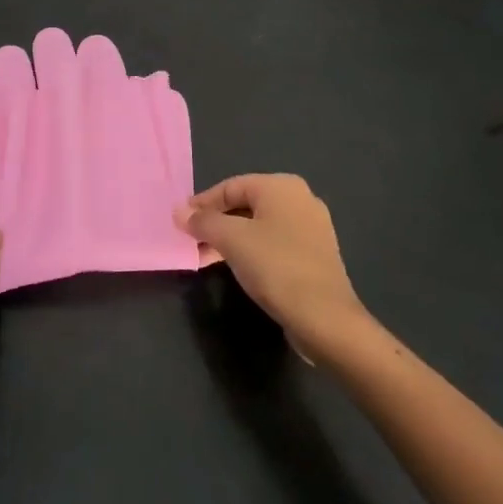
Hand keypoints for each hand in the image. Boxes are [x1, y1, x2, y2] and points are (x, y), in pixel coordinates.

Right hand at [177, 175, 370, 358]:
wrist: (324, 317)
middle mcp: (300, 199)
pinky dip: (251, 249)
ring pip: (258, 225)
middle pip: (244, 204)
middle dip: (215, 222)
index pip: (230, 186)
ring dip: (230, 238)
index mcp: (281, 186)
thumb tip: (179, 211)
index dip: (201, 203)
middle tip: (191, 241)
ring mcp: (311, 227)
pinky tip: (236, 267)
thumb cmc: (275, 266)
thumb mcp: (231, 239)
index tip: (180, 222)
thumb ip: (203, 221)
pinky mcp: (315, 254)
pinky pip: (274, 242)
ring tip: (206, 257)